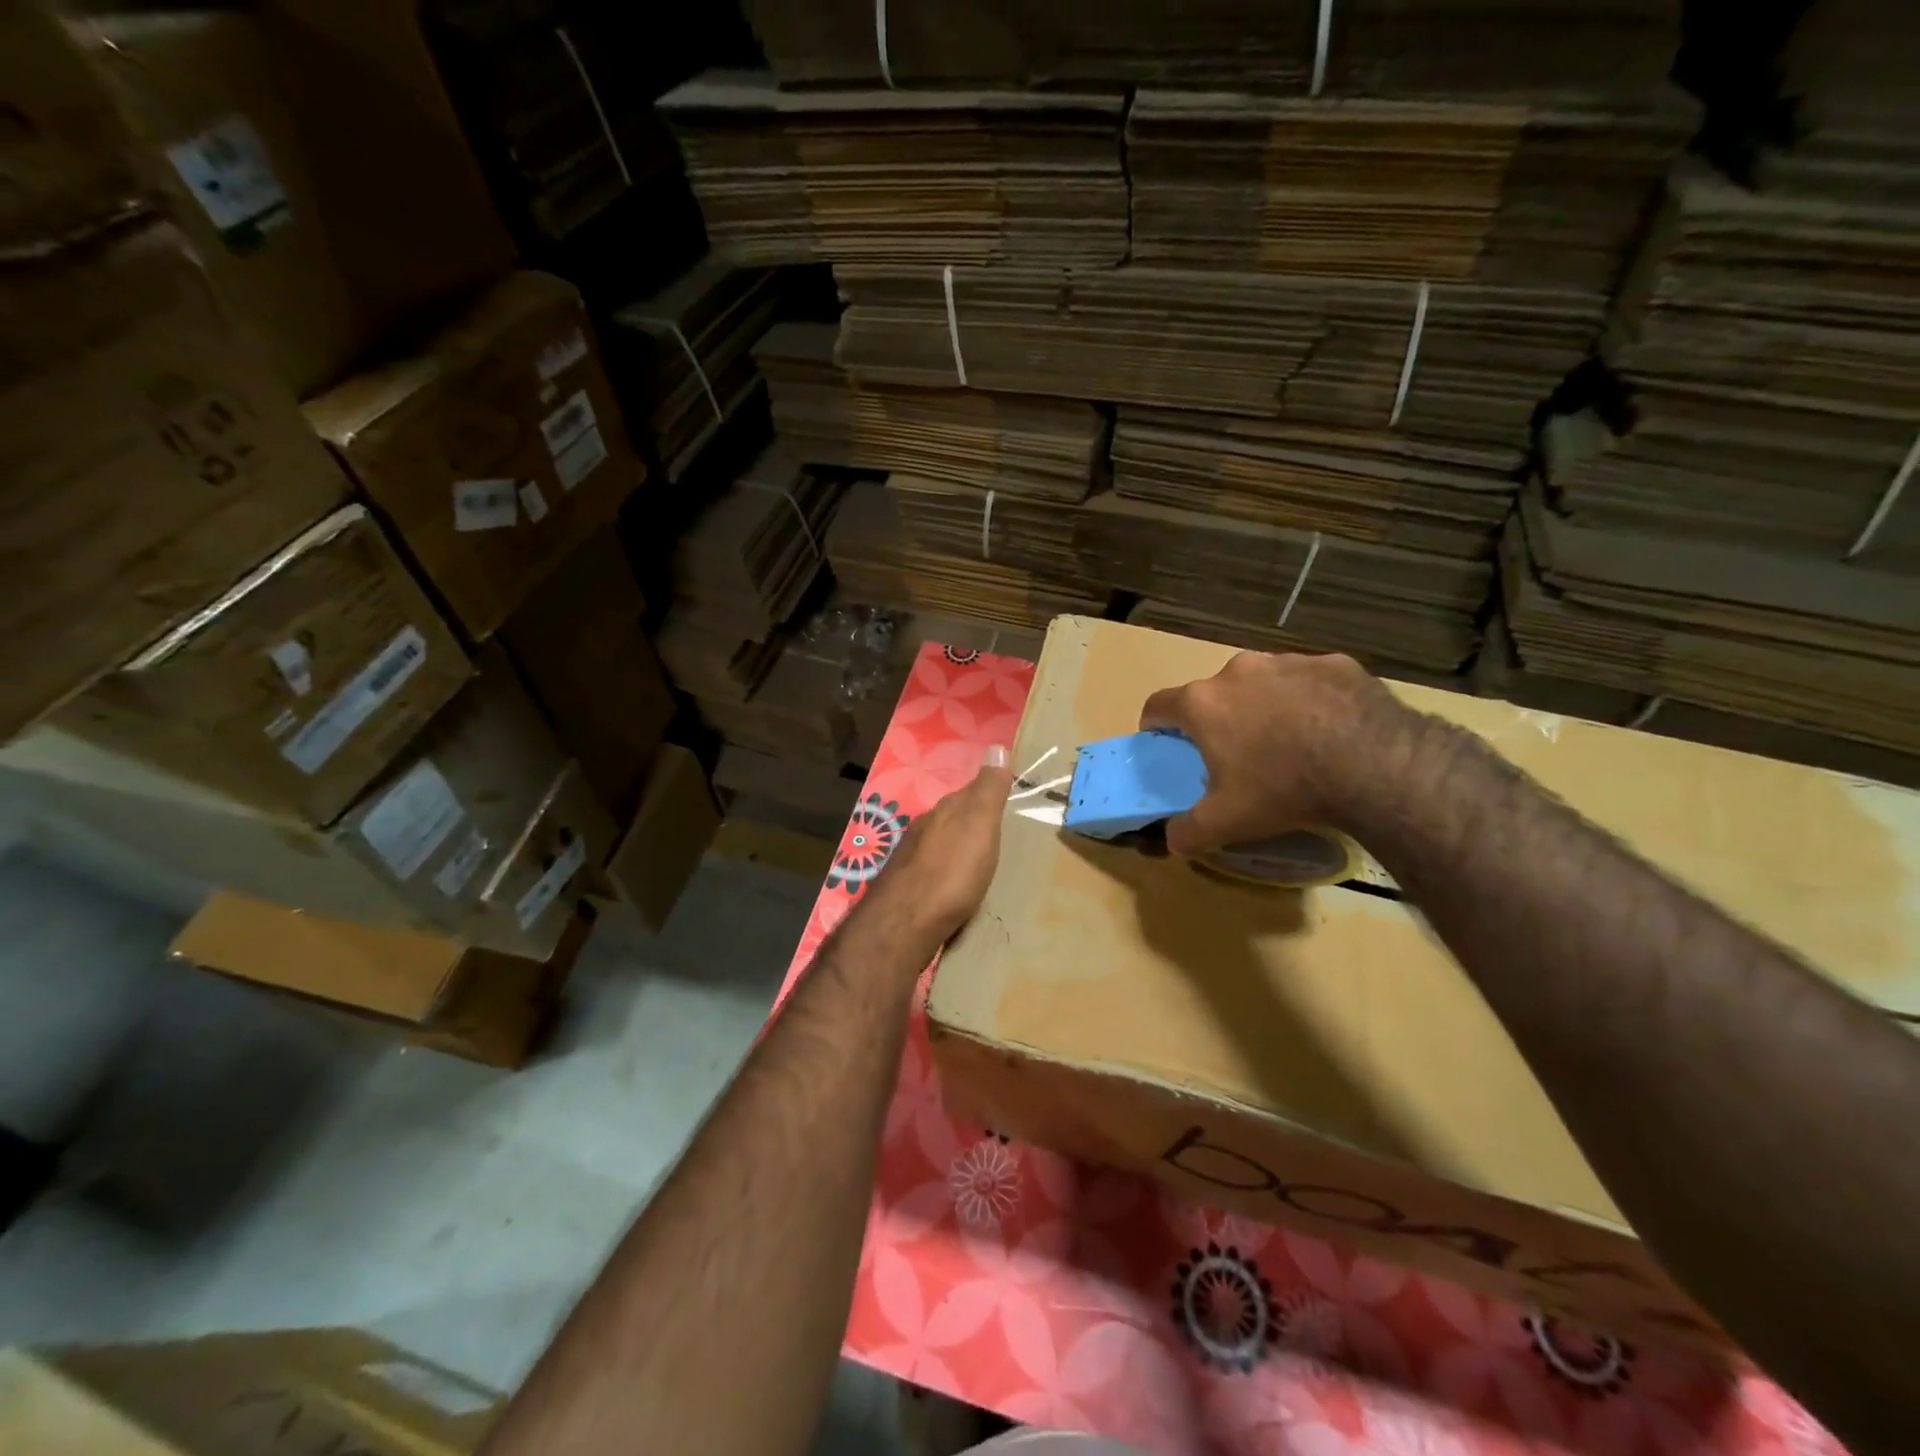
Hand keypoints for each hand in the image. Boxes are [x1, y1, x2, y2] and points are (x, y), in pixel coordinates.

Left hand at [861, 746, 1013, 947]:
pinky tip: (957, 887)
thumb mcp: (979, 824)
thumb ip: (988, 789)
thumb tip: (997, 746)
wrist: (905, 923)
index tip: (1008, 798)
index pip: (970, 791)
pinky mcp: (908, 889)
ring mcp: (912, 859)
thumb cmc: (951, 871)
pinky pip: (934, 871)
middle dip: (972, 822)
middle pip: (953, 818)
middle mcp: (924, 828)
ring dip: (959, 849)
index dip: (988, 793)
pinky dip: (948, 873)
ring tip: (981, 862)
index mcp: (944, 811)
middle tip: (999, 834)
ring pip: (941, 844)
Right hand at [1139, 651, 1411, 855]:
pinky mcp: (1334, 663)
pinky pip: (1309, 681)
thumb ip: (1188, 832)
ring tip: (1289, 743)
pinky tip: (1330, 731)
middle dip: (1219, 718)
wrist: (1374, 764)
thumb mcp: (1226, 822)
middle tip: (1236, 754)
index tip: (1166, 745)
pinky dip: (1310, 701)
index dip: (1156, 726)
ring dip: (1265, 706)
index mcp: (1203, 702)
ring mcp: (1289, 661)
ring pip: (1262, 683)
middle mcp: (1238, 670)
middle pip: (1214, 693)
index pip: (1158, 705)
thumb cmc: (1284, 788)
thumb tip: (1172, 839)